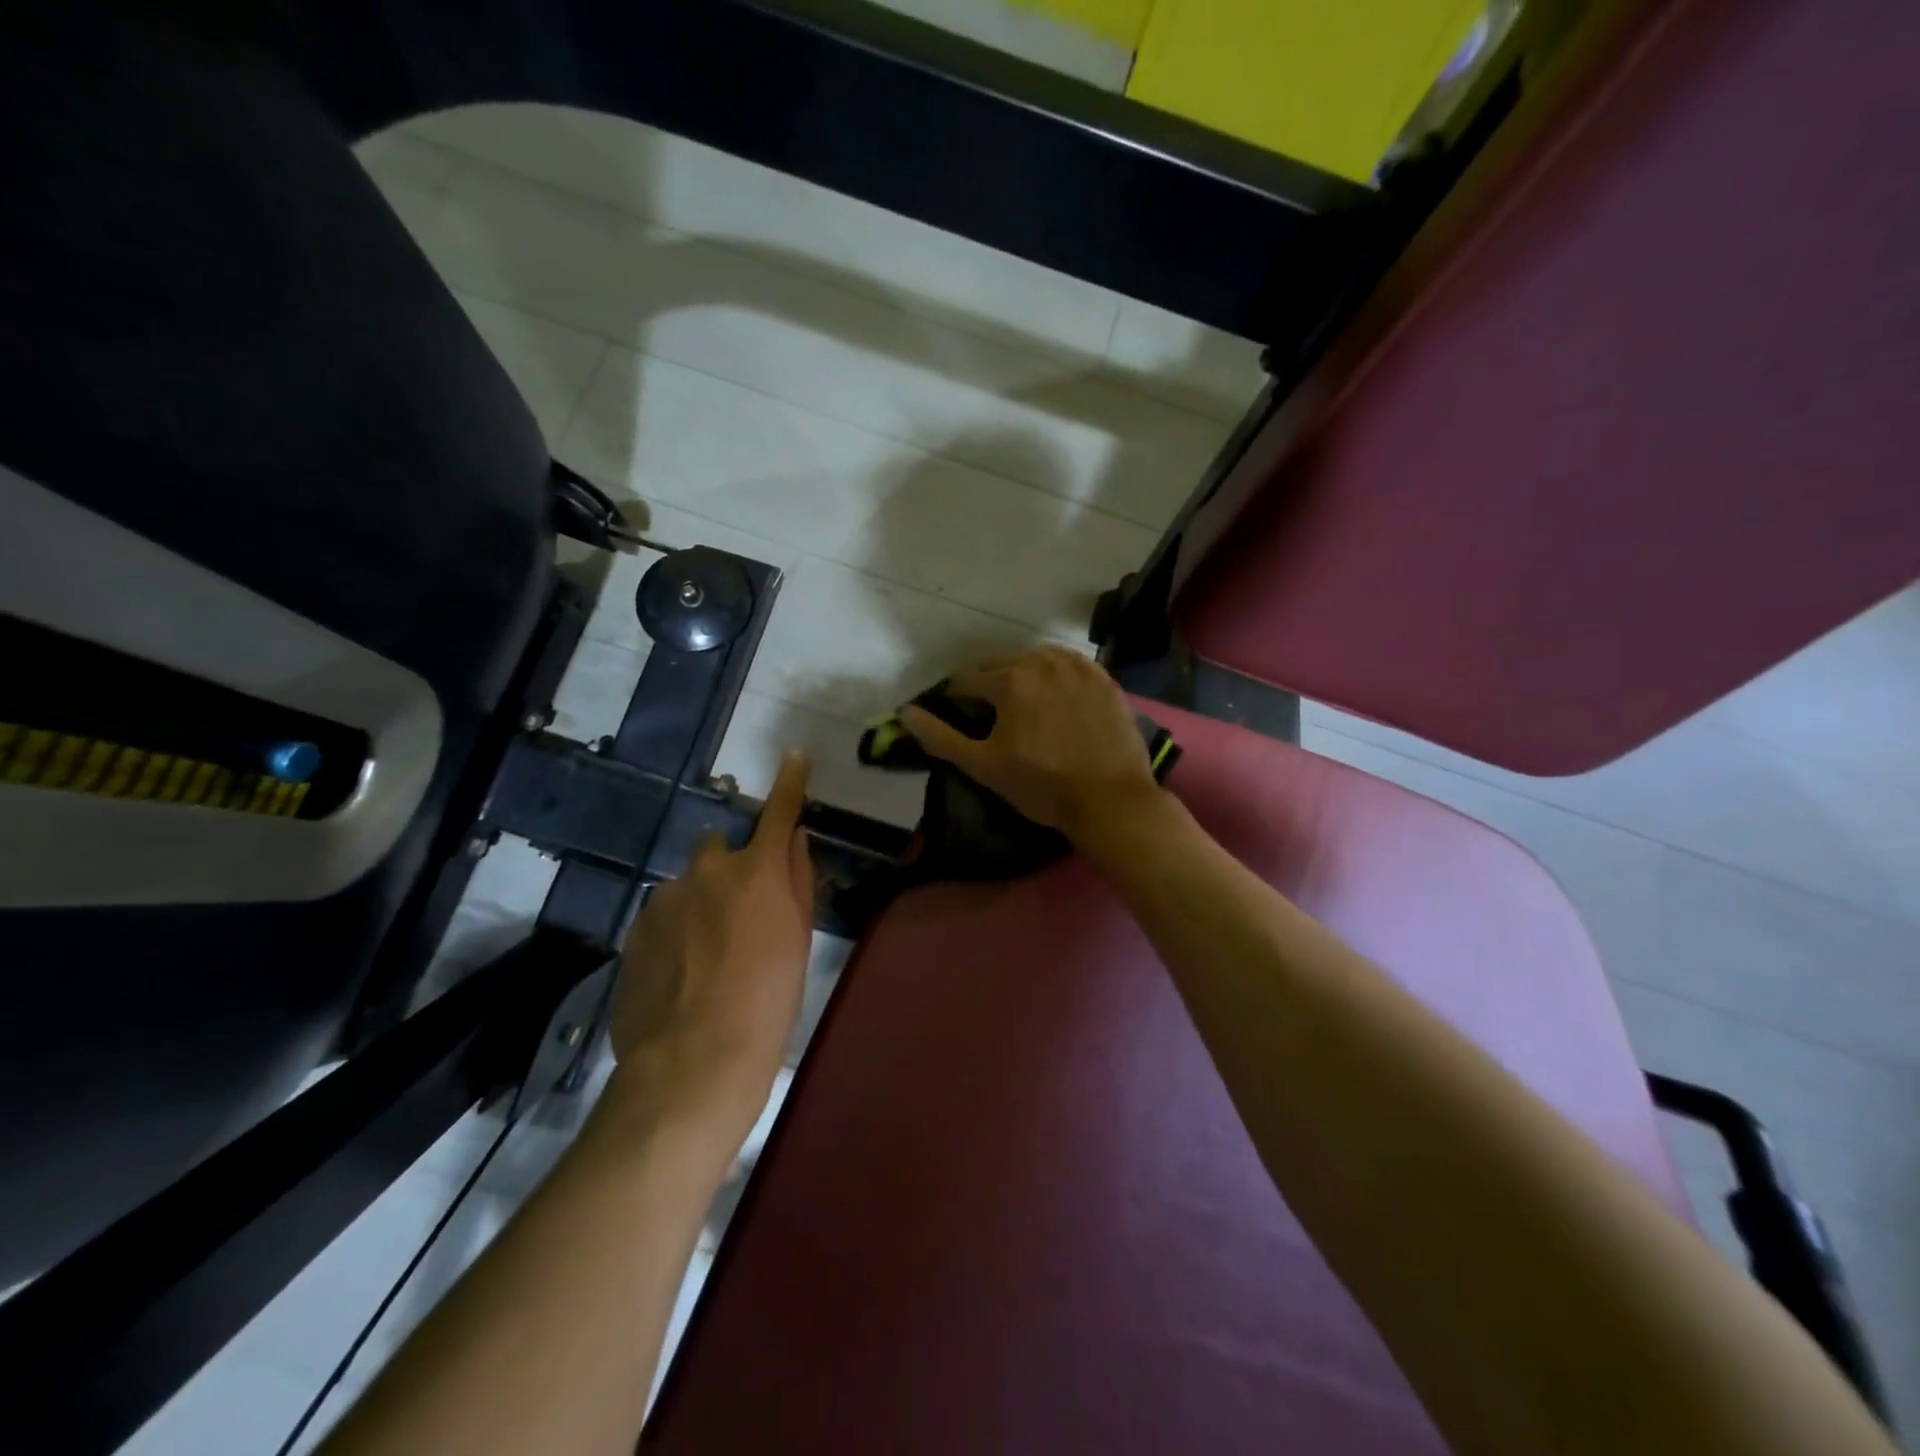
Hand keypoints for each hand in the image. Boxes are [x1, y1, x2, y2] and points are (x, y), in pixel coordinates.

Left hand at [602, 751, 812, 1145]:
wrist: (694, 1060)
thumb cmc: (768, 1001)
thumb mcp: (798, 939)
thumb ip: (798, 879)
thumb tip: (795, 839)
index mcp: (757, 870)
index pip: (779, 813)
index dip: (790, 784)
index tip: (794, 757)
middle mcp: (708, 869)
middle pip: (721, 850)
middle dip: (731, 869)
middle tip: (741, 919)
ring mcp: (665, 898)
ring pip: (688, 885)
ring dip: (700, 904)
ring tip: (706, 959)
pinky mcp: (636, 928)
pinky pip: (663, 915)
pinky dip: (675, 931)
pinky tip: (680, 974)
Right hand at [901, 646, 1161, 844]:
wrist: (1111, 799)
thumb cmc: (1042, 786)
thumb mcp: (984, 766)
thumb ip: (940, 738)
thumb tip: (905, 713)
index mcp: (1008, 680)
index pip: (965, 680)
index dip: (955, 699)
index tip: (959, 717)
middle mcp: (1041, 660)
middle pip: (1000, 663)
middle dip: (987, 683)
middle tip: (990, 712)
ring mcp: (1077, 666)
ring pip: (1035, 658)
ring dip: (1021, 673)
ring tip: (1023, 701)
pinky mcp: (1103, 677)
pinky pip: (1069, 663)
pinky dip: (1055, 673)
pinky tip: (1056, 693)